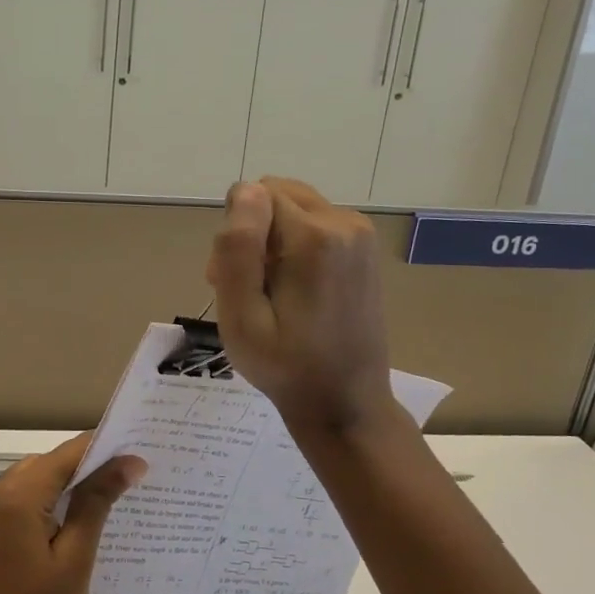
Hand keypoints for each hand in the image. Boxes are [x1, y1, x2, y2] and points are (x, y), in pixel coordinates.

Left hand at [0, 434, 145, 593]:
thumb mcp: (76, 560)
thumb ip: (97, 503)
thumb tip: (128, 461)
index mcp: (13, 498)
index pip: (65, 455)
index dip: (102, 451)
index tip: (140, 455)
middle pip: (46, 466)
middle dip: (85, 470)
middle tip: (129, 482)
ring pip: (31, 484)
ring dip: (65, 490)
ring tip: (108, 505)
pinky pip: (17, 507)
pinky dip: (45, 508)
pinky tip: (72, 528)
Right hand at [206, 177, 399, 435]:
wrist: (345, 402)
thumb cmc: (285, 366)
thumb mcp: (242, 317)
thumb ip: (237, 250)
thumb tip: (244, 191)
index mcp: (314, 237)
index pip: (253, 195)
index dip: (233, 233)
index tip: (230, 280)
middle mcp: (344, 222)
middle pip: (275, 194)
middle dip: (251, 231)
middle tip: (247, 288)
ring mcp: (360, 233)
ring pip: (293, 207)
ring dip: (271, 239)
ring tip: (269, 293)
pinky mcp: (364, 247)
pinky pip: (314, 223)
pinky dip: (294, 246)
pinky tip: (294, 290)